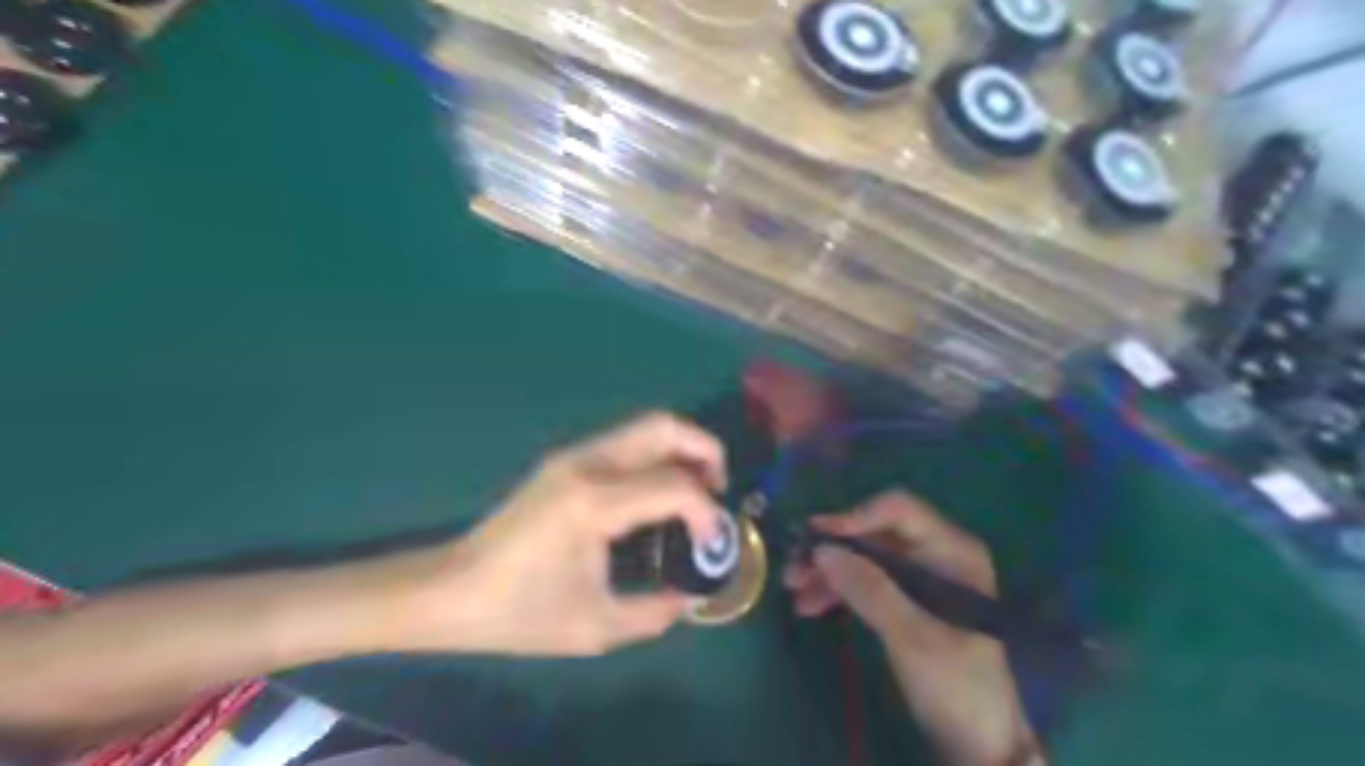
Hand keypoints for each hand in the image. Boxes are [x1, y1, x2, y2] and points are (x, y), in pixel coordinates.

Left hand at [393, 413, 723, 656]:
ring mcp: (574, 456)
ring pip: (645, 427)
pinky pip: (627, 444)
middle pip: (663, 426)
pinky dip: (657, 459)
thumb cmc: (518, 613)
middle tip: (718, 491)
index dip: (706, 513)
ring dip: (681, 451)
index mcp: (593, 502)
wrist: (450, 591)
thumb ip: (655, 611)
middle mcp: (586, 464)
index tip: (713, 547)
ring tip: (696, 494)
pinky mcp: (566, 462)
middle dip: (705, 450)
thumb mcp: (594, 627)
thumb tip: (692, 595)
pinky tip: (658, 498)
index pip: (673, 485)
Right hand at [784, 491, 1039, 765]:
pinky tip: (811, 605)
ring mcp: (922, 577)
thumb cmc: (957, 686)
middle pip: (876, 534)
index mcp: (953, 551)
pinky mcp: (907, 600)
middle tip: (795, 569)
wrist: (980, 743)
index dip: (854, 517)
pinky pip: (867, 581)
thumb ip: (869, 589)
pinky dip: (840, 590)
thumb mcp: (911, 637)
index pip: (898, 510)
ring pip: (866, 557)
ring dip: (830, 570)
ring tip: (794, 590)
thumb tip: (822, 549)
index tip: (815, 537)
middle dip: (834, 549)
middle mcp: (937, 553)